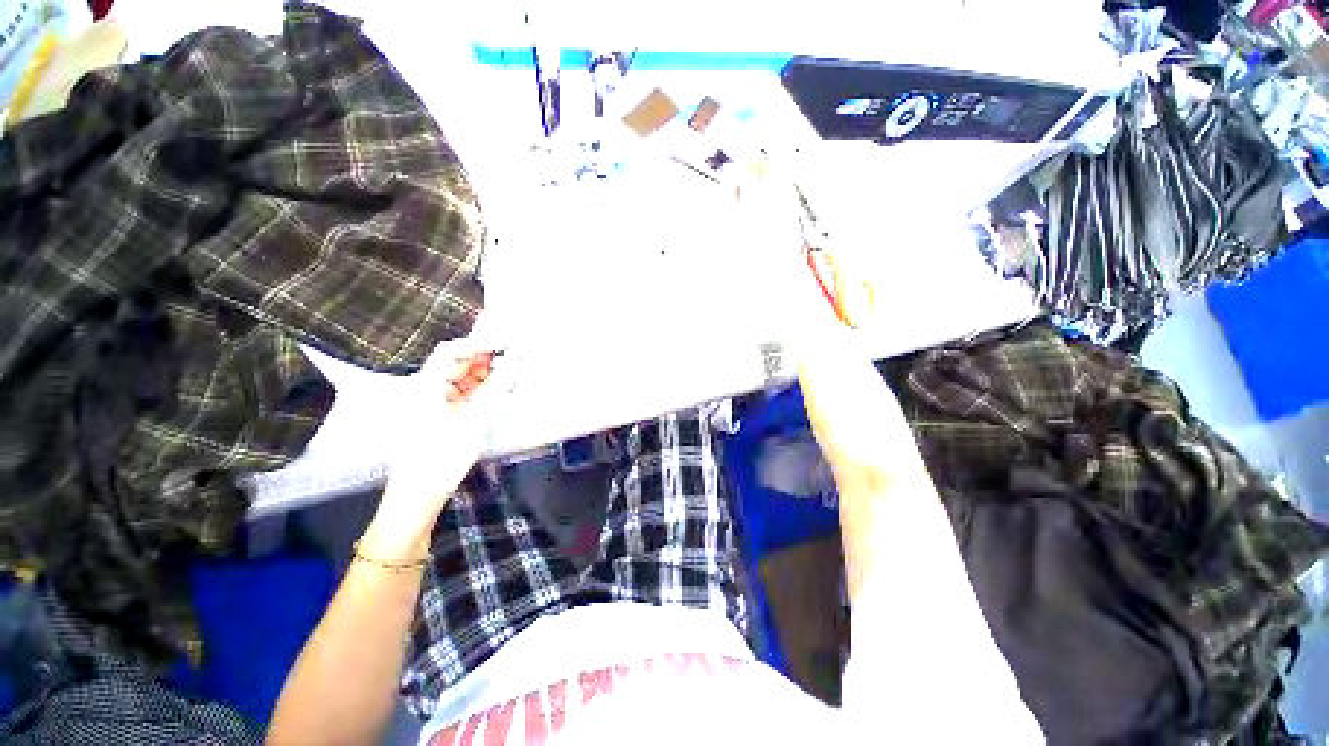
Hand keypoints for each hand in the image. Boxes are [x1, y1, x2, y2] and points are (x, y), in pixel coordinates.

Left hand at [359, 343, 508, 560]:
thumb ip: (495, 390)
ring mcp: (432, 403)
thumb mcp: (473, 422)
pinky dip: (480, 391)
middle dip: (485, 360)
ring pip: (462, 379)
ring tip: (510, 377)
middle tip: (513, 361)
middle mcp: (426, 390)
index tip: (505, 345)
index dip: (477, 344)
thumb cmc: (441, 458)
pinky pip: (462, 395)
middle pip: (457, 364)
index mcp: (426, 387)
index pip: (450, 351)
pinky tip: (497, 393)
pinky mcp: (440, 416)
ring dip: (485, 376)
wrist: (418, 495)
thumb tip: (513, 363)